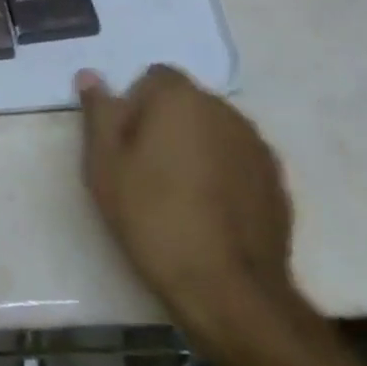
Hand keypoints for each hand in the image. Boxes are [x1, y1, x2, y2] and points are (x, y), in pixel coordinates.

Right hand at [76, 65, 295, 340]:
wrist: (228, 289)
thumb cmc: (153, 216)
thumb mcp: (106, 165)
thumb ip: (99, 113)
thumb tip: (89, 75)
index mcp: (180, 98)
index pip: (154, 77)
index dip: (136, 105)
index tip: (125, 143)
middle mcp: (224, 110)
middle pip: (186, 104)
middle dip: (166, 125)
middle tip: (145, 170)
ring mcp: (256, 146)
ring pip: (214, 133)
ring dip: (197, 149)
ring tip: (179, 195)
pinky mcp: (277, 182)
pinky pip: (238, 163)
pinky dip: (223, 176)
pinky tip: (209, 214)